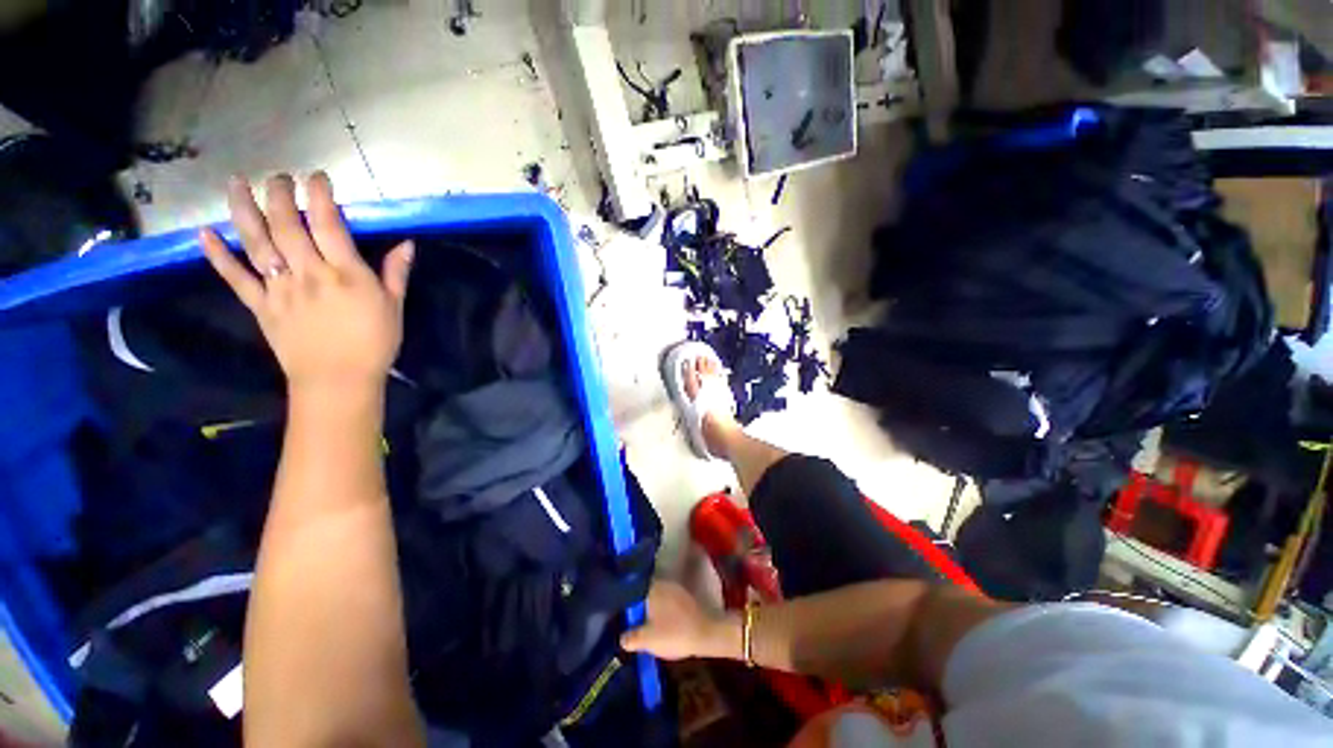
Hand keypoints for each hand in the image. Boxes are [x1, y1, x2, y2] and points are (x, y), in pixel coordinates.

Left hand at [199, 173, 412, 394]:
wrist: (339, 381)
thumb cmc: (374, 343)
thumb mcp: (394, 307)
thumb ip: (396, 273)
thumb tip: (407, 244)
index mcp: (345, 274)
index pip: (328, 224)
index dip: (320, 195)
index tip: (317, 177)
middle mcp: (308, 274)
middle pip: (286, 225)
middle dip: (279, 194)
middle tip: (278, 177)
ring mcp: (279, 288)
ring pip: (257, 242)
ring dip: (244, 210)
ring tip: (235, 183)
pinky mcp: (260, 306)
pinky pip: (235, 277)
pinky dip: (218, 255)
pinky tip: (205, 233)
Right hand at [620, 581, 734, 661]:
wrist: (707, 632)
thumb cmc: (674, 633)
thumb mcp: (648, 640)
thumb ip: (632, 638)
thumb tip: (621, 637)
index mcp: (653, 588)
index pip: (636, 586)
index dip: (629, 596)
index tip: (624, 605)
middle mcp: (665, 583)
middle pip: (649, 589)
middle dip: (642, 600)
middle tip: (635, 613)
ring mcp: (678, 588)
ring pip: (661, 594)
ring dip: (656, 604)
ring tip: (649, 618)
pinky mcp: (689, 597)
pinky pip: (672, 600)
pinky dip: (667, 608)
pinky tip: (665, 620)